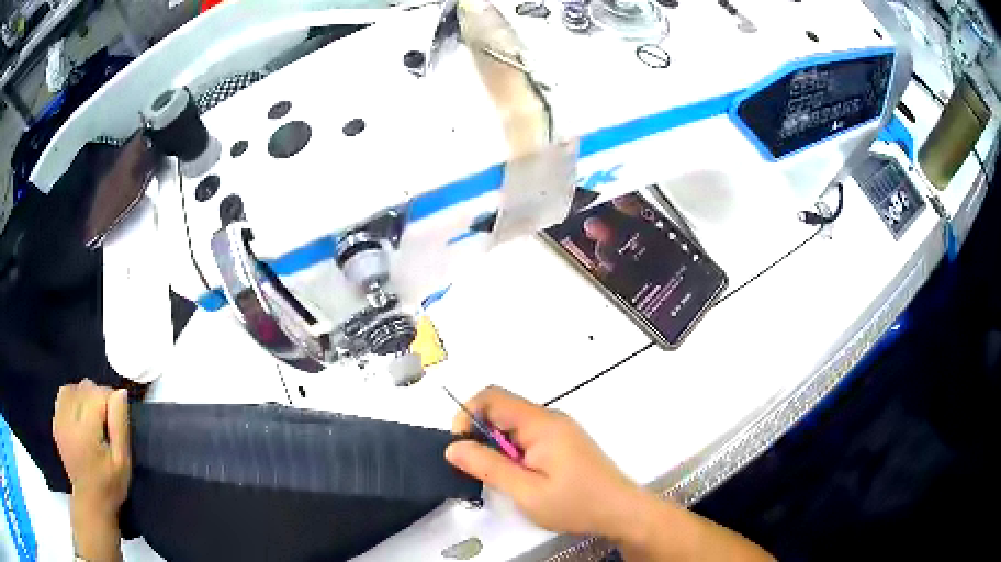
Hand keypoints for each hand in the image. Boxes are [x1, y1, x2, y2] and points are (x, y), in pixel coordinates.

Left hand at [53, 380, 130, 519]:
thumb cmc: (111, 484)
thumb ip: (120, 425)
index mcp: (85, 431)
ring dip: (84, 395)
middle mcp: (69, 420)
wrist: (91, 502)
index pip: (98, 394)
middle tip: (107, 420)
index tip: (118, 418)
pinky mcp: (55, 422)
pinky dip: (73, 399)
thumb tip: (120, 393)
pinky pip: (63, 396)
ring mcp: (59, 420)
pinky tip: (80, 416)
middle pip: (84, 388)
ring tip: (93, 415)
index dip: (111, 400)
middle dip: (98, 397)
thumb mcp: (123, 461)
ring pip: (72, 388)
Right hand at [444, 386, 641, 539]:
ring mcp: (559, 429)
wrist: (620, 511)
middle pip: (502, 410)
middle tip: (480, 470)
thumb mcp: (526, 491)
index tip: (460, 446)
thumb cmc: (575, 503)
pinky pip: (528, 436)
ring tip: (503, 478)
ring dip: (498, 446)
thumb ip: (488, 467)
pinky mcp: (563, 442)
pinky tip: (521, 477)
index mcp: (540, 423)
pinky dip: (514, 451)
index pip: (492, 397)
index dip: (467, 415)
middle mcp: (550, 418)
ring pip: (514, 425)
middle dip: (482, 435)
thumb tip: (454, 447)